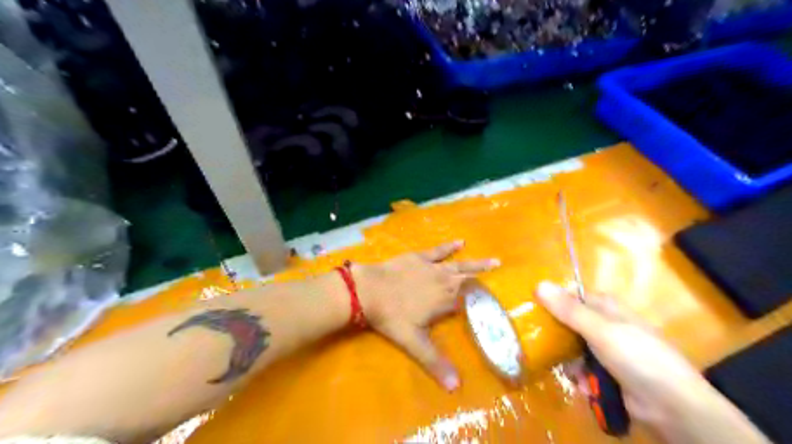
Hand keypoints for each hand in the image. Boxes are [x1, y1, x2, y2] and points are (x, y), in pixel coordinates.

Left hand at [354, 241, 496, 389]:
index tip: (499, 303)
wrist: (369, 290)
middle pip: (470, 280)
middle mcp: (445, 281)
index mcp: (447, 300)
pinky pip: (438, 251)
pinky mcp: (419, 257)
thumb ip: (435, 363)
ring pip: (460, 265)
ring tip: (494, 261)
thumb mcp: (414, 343)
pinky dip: (450, 247)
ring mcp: (432, 267)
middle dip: (486, 280)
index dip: (485, 302)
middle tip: (503, 274)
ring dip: (477, 264)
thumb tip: (456, 389)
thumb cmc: (392, 317)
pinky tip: (460, 242)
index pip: (471, 301)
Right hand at [534, 282, 707, 424]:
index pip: (573, 298)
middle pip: (570, 325)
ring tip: (571, 373)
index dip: (554, 303)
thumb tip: (538, 284)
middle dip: (558, 339)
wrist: (673, 407)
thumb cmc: (637, 358)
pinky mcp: (609, 373)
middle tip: (542, 346)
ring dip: (570, 362)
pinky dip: (582, 377)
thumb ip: (568, 309)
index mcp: (606, 308)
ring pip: (574, 349)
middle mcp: (606, 325)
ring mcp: (608, 350)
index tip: (534, 312)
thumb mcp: (599, 330)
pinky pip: (584, 369)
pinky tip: (584, 386)